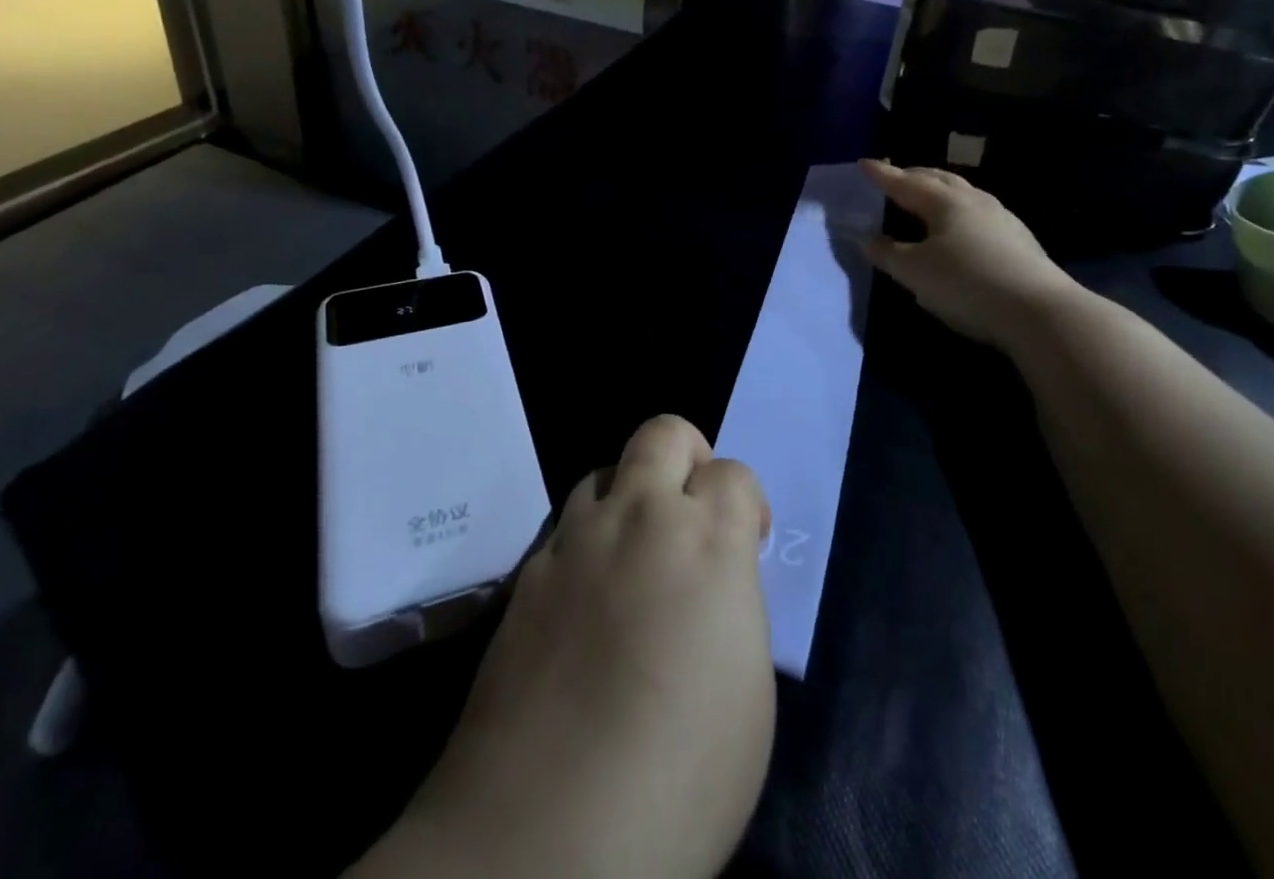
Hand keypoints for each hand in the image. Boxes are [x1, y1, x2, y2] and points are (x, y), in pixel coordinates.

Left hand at [379, 415, 774, 878]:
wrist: (544, 838)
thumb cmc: (679, 777)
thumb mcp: (747, 692)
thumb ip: (733, 604)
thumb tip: (714, 582)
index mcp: (707, 541)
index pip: (734, 472)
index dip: (745, 503)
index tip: (746, 545)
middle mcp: (639, 518)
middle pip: (662, 434)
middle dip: (687, 457)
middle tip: (690, 514)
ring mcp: (574, 542)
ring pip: (604, 473)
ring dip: (628, 499)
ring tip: (632, 559)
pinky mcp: (526, 576)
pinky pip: (562, 531)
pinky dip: (583, 547)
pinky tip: (583, 607)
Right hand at [860, 160, 1074, 345]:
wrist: (1039, 311)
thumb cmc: (966, 284)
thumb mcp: (915, 273)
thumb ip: (887, 253)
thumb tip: (866, 238)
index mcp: (944, 202)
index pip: (905, 183)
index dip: (883, 175)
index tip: (864, 163)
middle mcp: (973, 200)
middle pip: (938, 178)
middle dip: (913, 175)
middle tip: (895, 176)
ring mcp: (1002, 218)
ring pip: (963, 192)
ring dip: (940, 190)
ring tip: (926, 197)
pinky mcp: (1019, 239)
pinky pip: (979, 212)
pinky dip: (958, 210)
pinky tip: (960, 227)